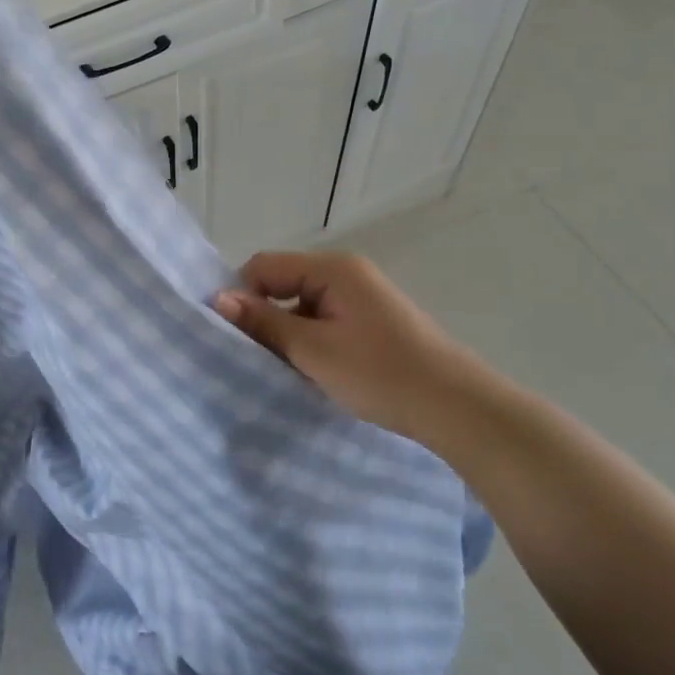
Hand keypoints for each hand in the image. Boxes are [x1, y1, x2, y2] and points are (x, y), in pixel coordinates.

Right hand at [214, 251, 493, 445]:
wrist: (457, 408)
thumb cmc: (380, 373)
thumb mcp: (313, 349)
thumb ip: (263, 322)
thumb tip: (217, 298)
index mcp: (332, 268)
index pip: (264, 267)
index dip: (242, 296)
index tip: (233, 336)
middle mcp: (346, 273)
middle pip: (283, 284)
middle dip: (265, 318)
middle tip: (256, 357)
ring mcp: (362, 297)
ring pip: (302, 307)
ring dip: (289, 334)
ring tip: (286, 370)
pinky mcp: (372, 322)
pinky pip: (325, 321)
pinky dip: (312, 342)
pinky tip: (315, 372)